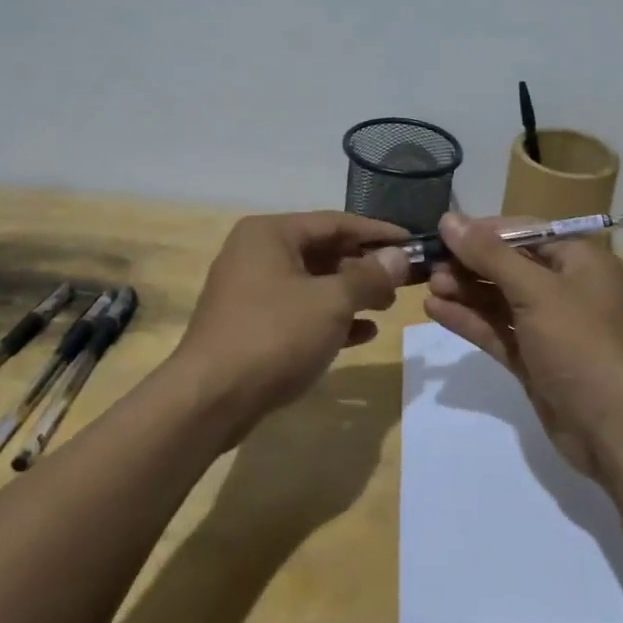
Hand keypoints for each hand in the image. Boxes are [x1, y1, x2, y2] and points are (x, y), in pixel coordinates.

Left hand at [175, 211, 409, 429]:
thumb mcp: (331, 302)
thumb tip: (400, 256)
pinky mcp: (250, 324)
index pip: (335, 222)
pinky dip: (330, 318)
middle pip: (323, 251)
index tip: (413, 243)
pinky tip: (363, 333)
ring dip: (351, 293)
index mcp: (270, 234)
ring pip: (312, 283)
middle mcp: (256, 253)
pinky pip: (299, 311)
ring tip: (387, 306)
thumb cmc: (274, 335)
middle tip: (403, 281)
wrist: (209, 400)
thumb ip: (369, 276)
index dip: (377, 233)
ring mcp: (250, 290)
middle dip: (364, 266)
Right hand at [423, 212, 622, 477]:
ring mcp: (550, 327)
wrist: (614, 431)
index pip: (525, 233)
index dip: (484, 231)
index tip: (443, 232)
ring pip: (500, 299)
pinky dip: (470, 320)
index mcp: (580, 261)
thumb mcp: (536, 291)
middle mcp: (566, 288)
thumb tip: (449, 220)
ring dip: (466, 291)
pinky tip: (436, 311)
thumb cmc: (582, 344)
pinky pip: (498, 330)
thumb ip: (490, 255)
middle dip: (470, 264)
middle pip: (509, 265)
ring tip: (428, 287)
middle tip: (429, 266)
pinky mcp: (534, 359)